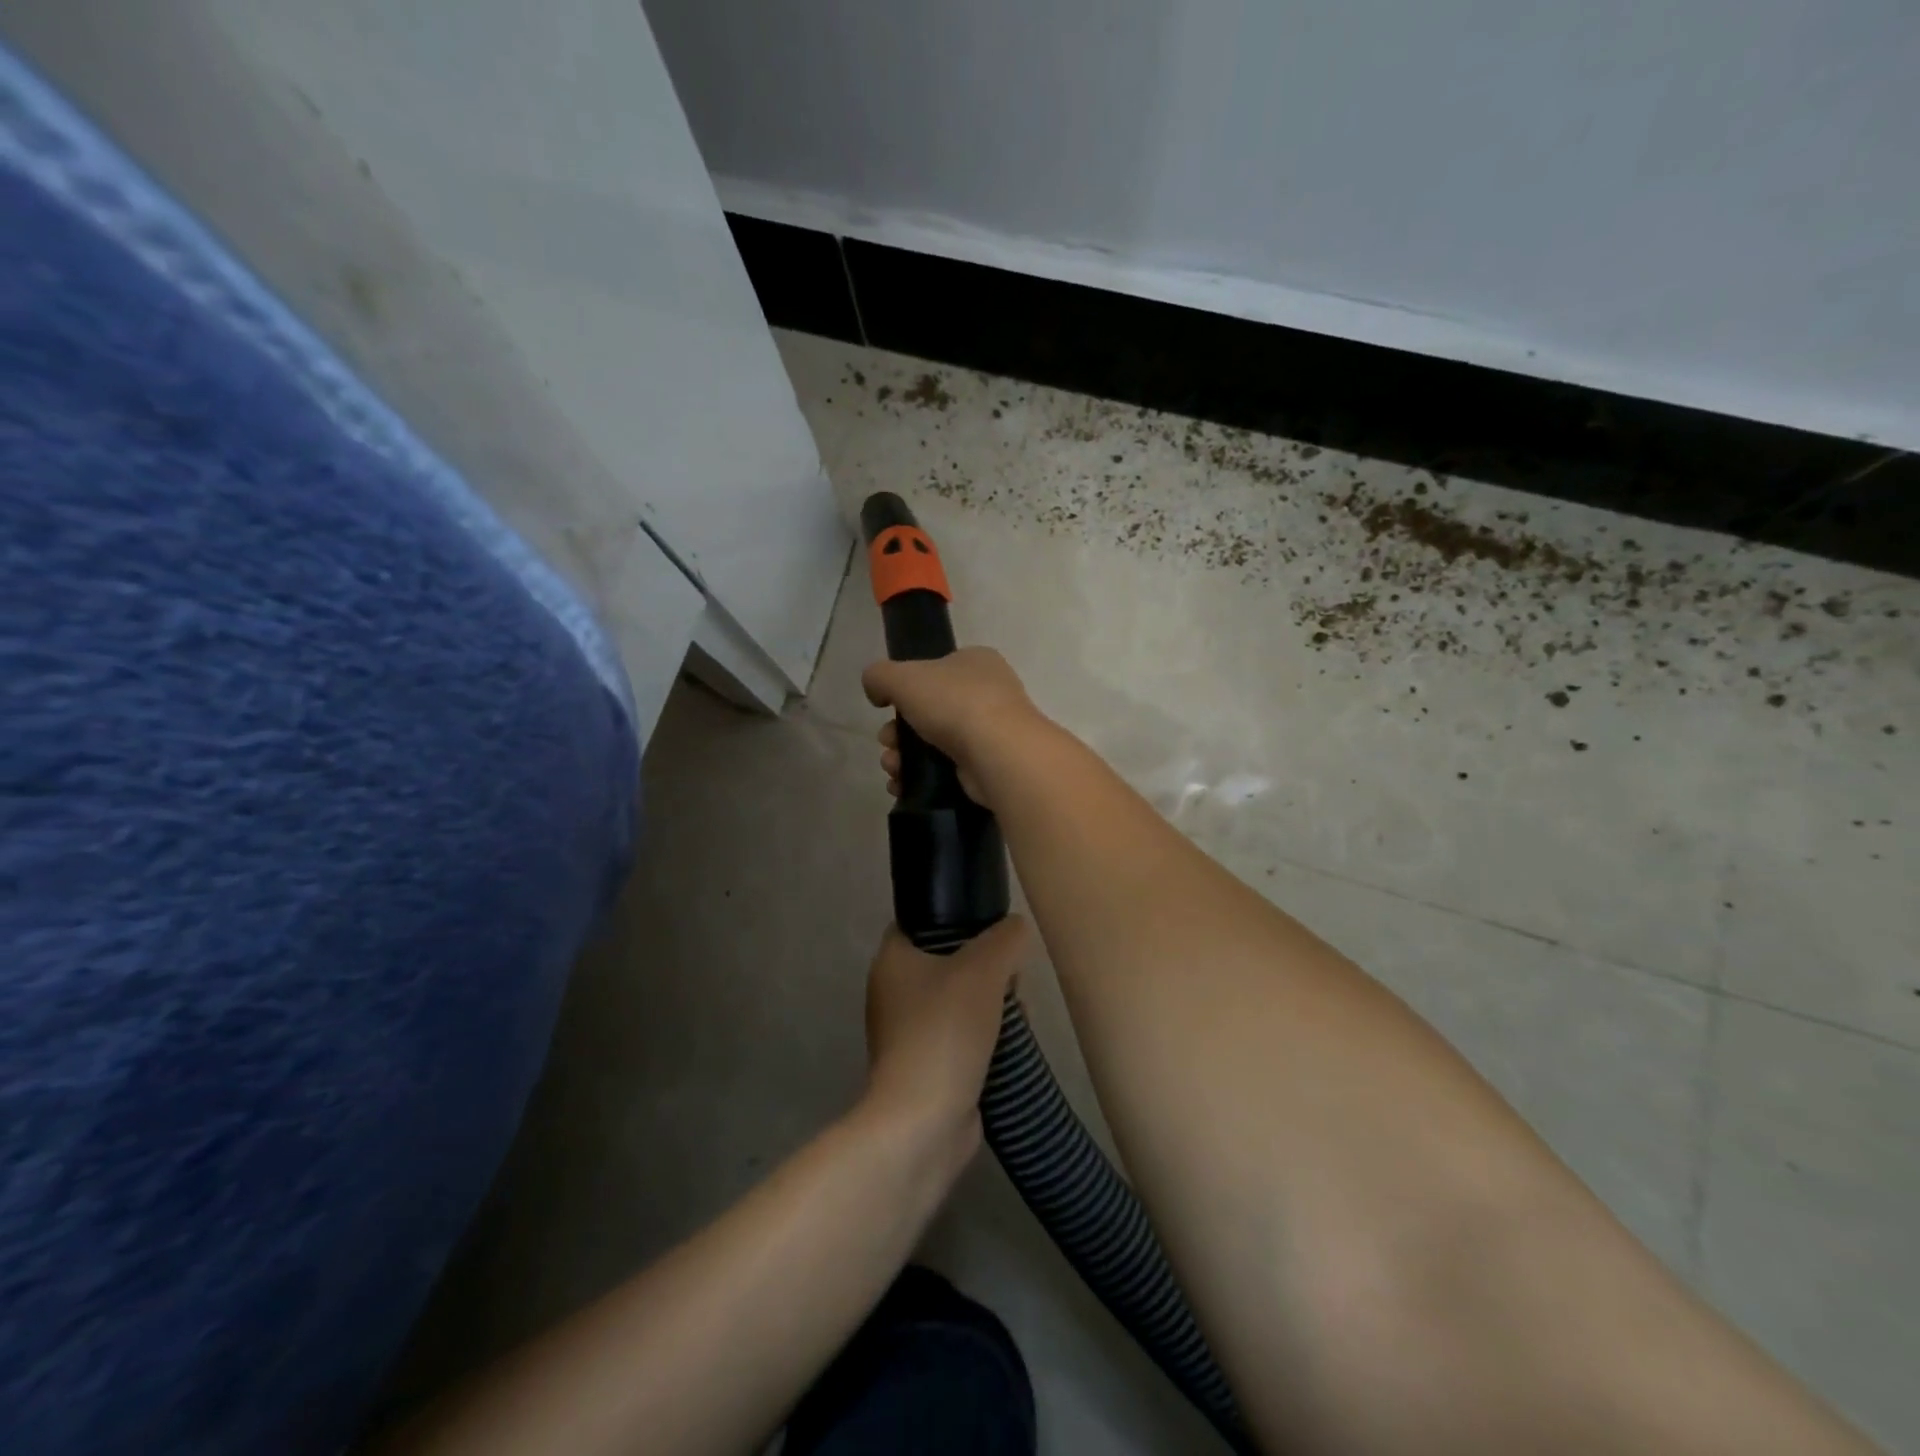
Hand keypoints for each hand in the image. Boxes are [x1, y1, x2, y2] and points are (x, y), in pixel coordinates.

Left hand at [863, 917, 1030, 1160]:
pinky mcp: (924, 1066)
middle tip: (1013, 982)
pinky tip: (1009, 1047)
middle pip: (949, 962)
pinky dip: (984, 1040)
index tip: (992, 933)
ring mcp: (906, 1033)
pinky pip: (960, 1037)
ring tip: (1018, 1016)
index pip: (923, 922)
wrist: (923, 1121)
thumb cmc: (945, 1031)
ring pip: (958, 1001)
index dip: (959, 920)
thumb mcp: (984, 969)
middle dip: (987, 970)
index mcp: (892, 959)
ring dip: (991, 1007)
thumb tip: (1016, 929)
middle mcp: (892, 992)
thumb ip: (1005, 939)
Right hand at [864, 648, 1046, 808]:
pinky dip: (921, 778)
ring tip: (893, 769)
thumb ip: (879, 676)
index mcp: (976, 662)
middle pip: (928, 712)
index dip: (906, 689)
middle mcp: (988, 694)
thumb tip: (876, 691)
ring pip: (933, 743)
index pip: (934, 670)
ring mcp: (991, 733)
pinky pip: (946, 771)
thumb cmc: (954, 703)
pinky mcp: (988, 767)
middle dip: (898, 731)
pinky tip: (902, 786)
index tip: (886, 708)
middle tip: (888, 743)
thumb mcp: (903, 677)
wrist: (998, 753)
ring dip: (904, 757)